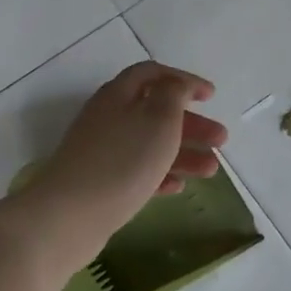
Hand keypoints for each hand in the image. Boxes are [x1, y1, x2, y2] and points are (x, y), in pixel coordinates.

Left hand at [23, 62, 227, 246]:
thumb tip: (176, 85)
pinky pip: (137, 171)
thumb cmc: (123, 160)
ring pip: (150, 144)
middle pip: (156, 112)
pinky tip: (178, 187)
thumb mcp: (159, 117)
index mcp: (119, 95)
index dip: (184, 80)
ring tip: (211, 170)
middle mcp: (108, 117)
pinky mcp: (99, 182)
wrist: (69, 216)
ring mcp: (102, 151)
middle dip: (192, 124)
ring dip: (184, 153)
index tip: (211, 96)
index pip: (154, 74)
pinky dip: (160, 174)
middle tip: (221, 138)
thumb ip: (173, 93)